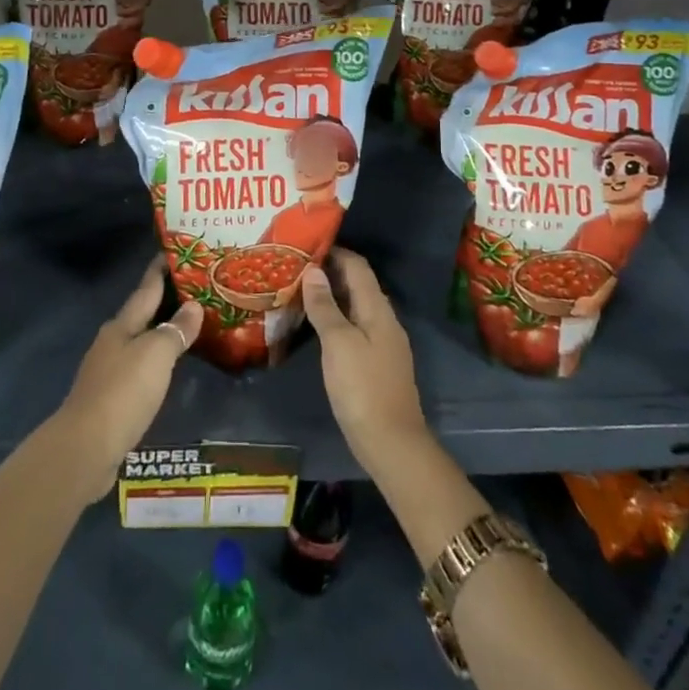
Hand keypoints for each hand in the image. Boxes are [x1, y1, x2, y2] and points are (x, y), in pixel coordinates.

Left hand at [49, 260, 203, 503]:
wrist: (86, 448)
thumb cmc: (123, 392)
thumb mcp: (155, 355)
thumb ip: (175, 330)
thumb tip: (193, 307)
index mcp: (122, 325)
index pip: (146, 289)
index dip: (160, 270)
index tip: (176, 252)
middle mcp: (112, 342)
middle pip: (142, 314)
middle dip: (166, 301)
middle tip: (196, 290)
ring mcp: (109, 371)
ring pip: (141, 341)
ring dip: (163, 332)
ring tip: (190, 327)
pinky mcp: (111, 399)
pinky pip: (141, 368)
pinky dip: (158, 361)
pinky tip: (171, 368)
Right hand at [300, 248, 427, 475]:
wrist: (392, 443)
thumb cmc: (362, 387)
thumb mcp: (338, 343)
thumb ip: (325, 306)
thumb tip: (313, 271)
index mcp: (378, 309)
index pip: (358, 267)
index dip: (335, 252)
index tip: (306, 246)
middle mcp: (384, 320)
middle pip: (358, 285)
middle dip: (330, 273)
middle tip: (296, 268)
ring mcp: (383, 343)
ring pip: (356, 307)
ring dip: (331, 296)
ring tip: (300, 292)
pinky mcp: (377, 363)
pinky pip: (355, 327)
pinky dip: (336, 318)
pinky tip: (316, 327)